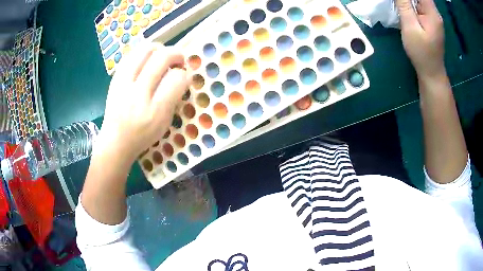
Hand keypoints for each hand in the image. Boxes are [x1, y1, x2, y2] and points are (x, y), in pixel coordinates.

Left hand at [95, 43, 189, 163]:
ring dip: (160, 49)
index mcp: (154, 111)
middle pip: (162, 57)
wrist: (115, 141)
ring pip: (145, 49)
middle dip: (176, 54)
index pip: (176, 79)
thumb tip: (182, 75)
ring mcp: (123, 83)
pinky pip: (132, 54)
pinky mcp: (115, 78)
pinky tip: (147, 60)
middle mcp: (138, 93)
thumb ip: (174, 99)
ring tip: (162, 57)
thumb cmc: (142, 136)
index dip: (185, 74)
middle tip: (178, 61)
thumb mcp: (164, 123)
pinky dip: (143, 53)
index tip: (185, 76)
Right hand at [396, 0, 444, 78]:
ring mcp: (433, 18)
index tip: (402, 0)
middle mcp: (434, 13)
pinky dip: (411, 5)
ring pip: (419, 0)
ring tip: (400, 6)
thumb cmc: (421, 53)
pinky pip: (419, 6)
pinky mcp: (430, 22)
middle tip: (399, 4)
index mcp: (432, 13)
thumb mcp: (410, 27)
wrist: (431, 73)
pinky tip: (405, 10)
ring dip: (408, 1)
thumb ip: (404, 5)